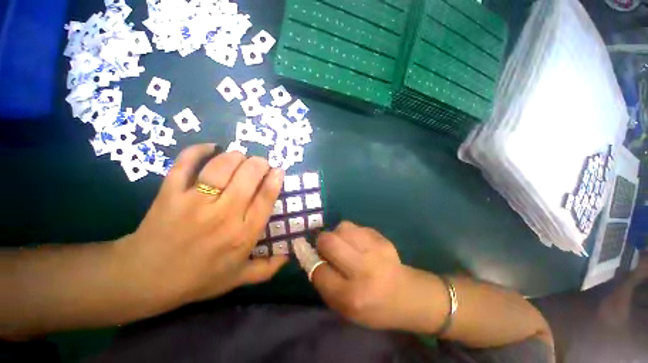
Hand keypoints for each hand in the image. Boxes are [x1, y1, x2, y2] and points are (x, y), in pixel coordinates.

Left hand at [116, 144, 287, 309]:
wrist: (144, 279)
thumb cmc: (197, 279)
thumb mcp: (237, 278)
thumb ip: (266, 269)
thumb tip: (288, 256)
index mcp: (243, 234)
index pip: (266, 198)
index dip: (275, 179)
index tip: (278, 171)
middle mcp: (223, 215)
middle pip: (248, 176)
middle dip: (259, 163)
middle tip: (260, 164)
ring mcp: (194, 203)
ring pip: (222, 166)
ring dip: (235, 156)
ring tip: (240, 157)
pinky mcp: (170, 193)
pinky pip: (186, 164)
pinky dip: (198, 150)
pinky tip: (210, 148)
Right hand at [311, 221, 412, 329]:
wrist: (406, 295)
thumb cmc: (372, 307)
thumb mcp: (344, 308)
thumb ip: (325, 283)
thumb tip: (312, 257)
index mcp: (351, 296)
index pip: (319, 270)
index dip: (314, 263)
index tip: (317, 260)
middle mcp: (363, 270)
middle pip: (329, 242)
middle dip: (322, 242)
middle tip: (326, 248)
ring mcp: (375, 250)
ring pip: (342, 228)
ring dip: (337, 234)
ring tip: (344, 244)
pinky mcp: (382, 238)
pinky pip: (356, 227)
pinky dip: (351, 233)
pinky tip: (359, 243)